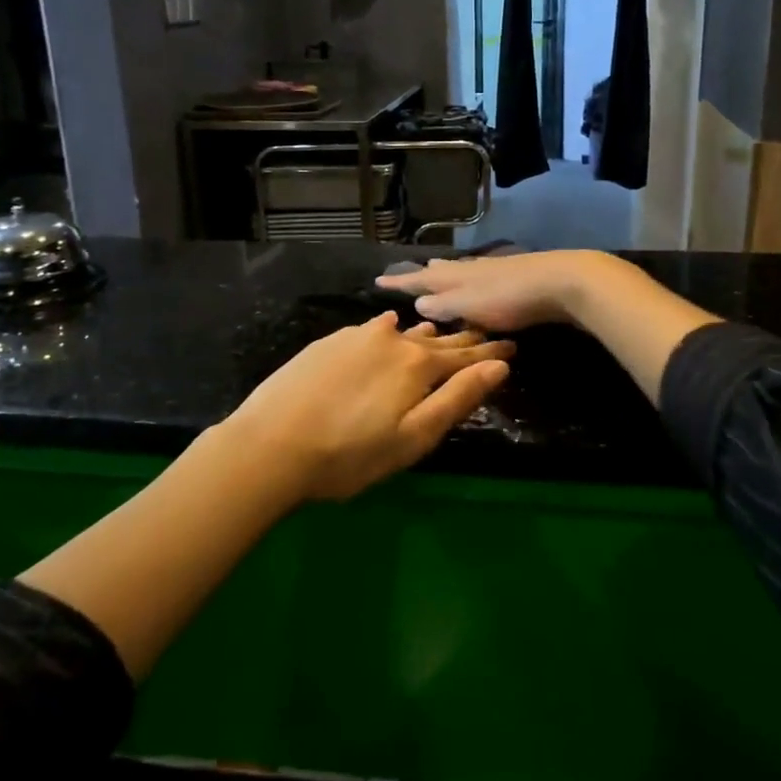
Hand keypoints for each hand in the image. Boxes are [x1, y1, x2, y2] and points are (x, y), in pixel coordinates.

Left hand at [216, 314, 512, 501]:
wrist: (269, 445)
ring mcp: (357, 336)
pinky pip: (372, 328)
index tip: (511, 346)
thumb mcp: (413, 438)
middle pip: (436, 339)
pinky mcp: (329, 342)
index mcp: (418, 365)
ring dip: (426, 333)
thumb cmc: (349, 455)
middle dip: (462, 339)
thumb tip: (500, 367)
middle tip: (484, 333)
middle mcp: (392, 339)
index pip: (465, 357)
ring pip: (403, 330)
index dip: (489, 354)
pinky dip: (389, 329)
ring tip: (441, 330)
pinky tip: (390, 325)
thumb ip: (457, 399)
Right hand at [374, 251, 618, 332]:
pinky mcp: (516, 277)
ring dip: (447, 274)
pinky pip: (482, 278)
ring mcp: (494, 270)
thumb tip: (418, 301)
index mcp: (455, 277)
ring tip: (438, 273)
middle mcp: (470, 269)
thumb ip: (443, 305)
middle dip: (424, 274)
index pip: (420, 279)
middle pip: (442, 269)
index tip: (377, 280)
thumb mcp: (469, 305)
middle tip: (409, 274)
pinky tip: (479, 287)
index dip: (399, 282)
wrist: (560, 282)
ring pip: (463, 271)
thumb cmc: (509, 298)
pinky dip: (470, 281)